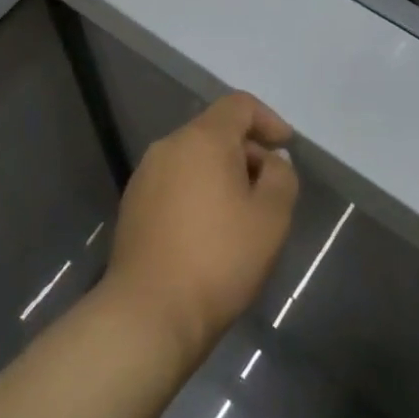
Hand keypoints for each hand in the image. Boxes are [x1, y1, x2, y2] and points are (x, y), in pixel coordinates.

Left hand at [102, 92, 299, 365]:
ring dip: (221, 174)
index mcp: (202, 139)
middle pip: (215, 130)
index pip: (239, 105)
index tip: (285, 149)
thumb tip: (271, 161)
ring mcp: (145, 175)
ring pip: (193, 158)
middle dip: (247, 152)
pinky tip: (209, 231)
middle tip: (269, 191)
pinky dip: (197, 191)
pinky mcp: (133, 204)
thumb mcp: (271, 218)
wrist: (149, 312)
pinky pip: (174, 181)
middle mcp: (169, 146)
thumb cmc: (219, 259)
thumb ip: (281, 177)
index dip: (268, 120)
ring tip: (241, 214)